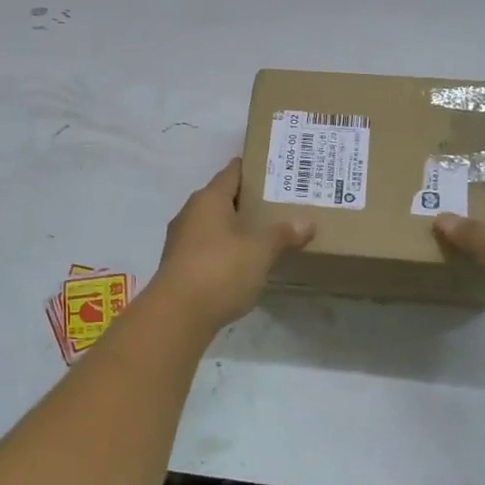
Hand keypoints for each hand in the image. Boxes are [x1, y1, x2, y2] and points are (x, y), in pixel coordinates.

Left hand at [154, 158, 315, 328]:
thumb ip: (283, 234)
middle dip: (249, 201)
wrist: (177, 315)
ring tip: (266, 233)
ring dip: (236, 227)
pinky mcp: (179, 265)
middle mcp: (191, 212)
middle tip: (279, 204)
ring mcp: (181, 240)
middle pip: (223, 198)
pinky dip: (226, 250)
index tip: (276, 171)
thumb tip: (307, 222)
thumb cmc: (221, 270)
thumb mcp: (260, 251)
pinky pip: (208, 248)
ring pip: (214, 224)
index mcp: (209, 198)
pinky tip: (244, 262)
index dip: (254, 169)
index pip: (233, 171)